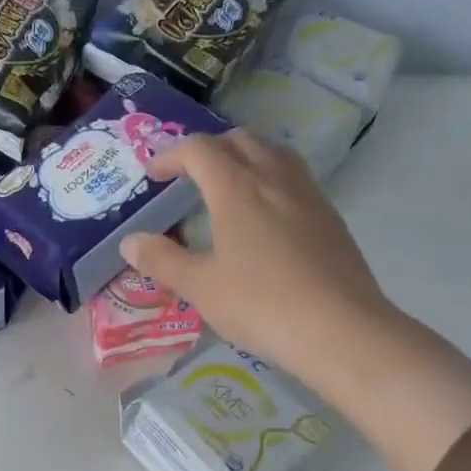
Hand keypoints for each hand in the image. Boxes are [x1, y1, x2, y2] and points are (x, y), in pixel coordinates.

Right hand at [119, 132, 393, 385]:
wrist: (340, 329)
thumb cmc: (260, 304)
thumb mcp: (200, 286)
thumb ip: (161, 260)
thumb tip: (130, 241)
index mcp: (237, 189)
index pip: (199, 151)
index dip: (171, 156)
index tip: (153, 175)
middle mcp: (274, 179)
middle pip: (239, 141)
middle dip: (208, 150)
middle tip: (187, 176)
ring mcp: (308, 195)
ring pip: (273, 153)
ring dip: (243, 157)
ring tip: (226, 185)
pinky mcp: (329, 217)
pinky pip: (293, 177)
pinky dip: (269, 178)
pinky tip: (264, 214)